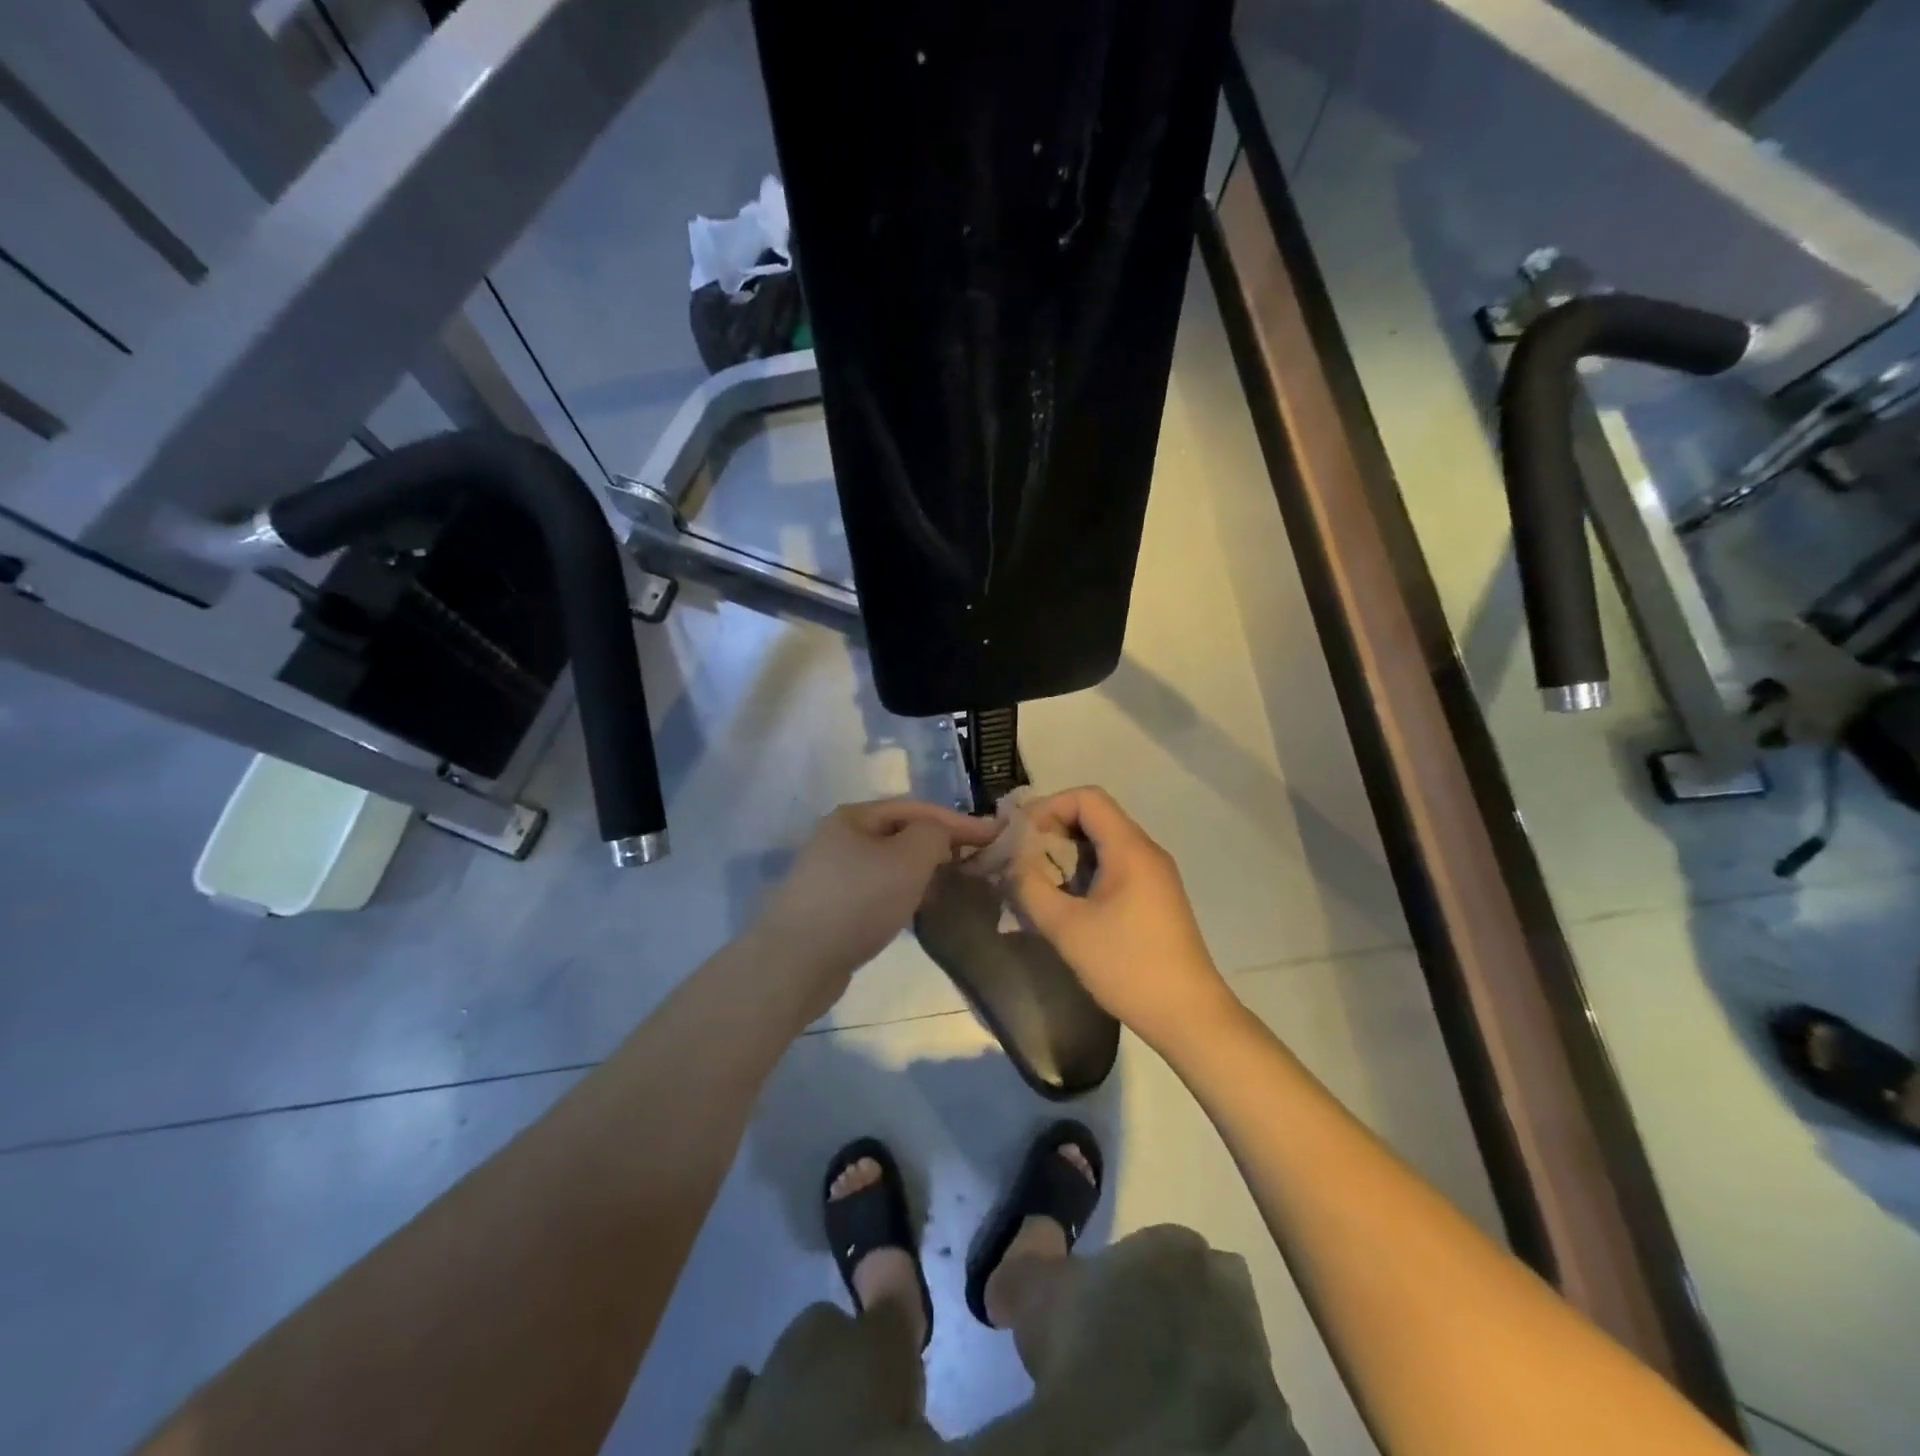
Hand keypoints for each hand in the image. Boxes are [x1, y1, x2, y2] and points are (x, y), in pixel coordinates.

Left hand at [752, 798, 998, 1019]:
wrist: (796, 962)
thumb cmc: (857, 901)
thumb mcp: (907, 859)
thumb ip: (935, 835)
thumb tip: (939, 836)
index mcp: (854, 817)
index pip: (917, 809)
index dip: (959, 820)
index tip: (995, 835)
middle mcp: (839, 838)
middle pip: (901, 833)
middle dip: (940, 844)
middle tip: (975, 860)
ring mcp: (831, 873)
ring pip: (889, 864)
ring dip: (922, 870)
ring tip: (952, 884)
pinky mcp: (830, 907)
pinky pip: (877, 890)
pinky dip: (902, 893)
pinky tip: (916, 910)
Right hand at [1009, 787, 1236, 1050]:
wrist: (1188, 1015)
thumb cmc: (1127, 965)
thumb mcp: (1067, 928)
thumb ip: (1031, 887)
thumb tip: (1010, 862)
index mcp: (1130, 848)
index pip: (1087, 798)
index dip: (1048, 807)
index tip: (1020, 836)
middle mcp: (1146, 851)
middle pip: (1094, 817)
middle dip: (1052, 832)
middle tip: (1020, 861)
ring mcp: (1154, 875)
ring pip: (1103, 844)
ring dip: (1066, 855)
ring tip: (1036, 883)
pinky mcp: (1154, 897)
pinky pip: (1114, 867)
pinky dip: (1084, 873)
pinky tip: (1065, 903)